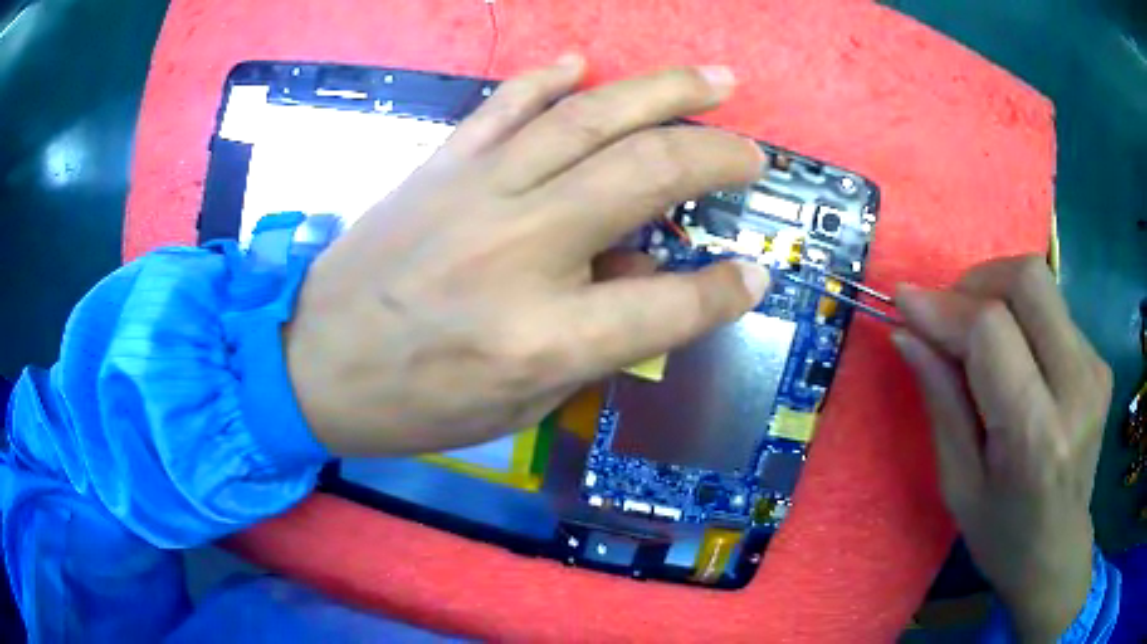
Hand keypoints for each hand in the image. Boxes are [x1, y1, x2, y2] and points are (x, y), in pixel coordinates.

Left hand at [284, 56, 771, 455]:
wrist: (312, 361)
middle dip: (717, 158)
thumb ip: (595, 343)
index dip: (727, 291)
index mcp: (545, 336)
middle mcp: (522, 250)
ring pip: (592, 117)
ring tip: (714, 80)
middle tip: (753, 152)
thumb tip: (642, 270)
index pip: (671, 302)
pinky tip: (584, 63)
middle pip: (648, 176)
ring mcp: (478, 192)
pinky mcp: (441, 164)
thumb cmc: (414, 404)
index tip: (756, 275)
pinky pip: (507, 103)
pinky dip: (551, 78)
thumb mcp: (520, 405)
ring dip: (664, 91)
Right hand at [893, 256, 1110, 641]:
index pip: (991, 332)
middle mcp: (1076, 388)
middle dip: (976, 281)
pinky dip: (1021, 314)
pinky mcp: (1099, 360)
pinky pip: (1054, 309)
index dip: (944, 307)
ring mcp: (1095, 368)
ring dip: (997, 292)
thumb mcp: (958, 484)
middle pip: (1027, 280)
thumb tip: (906, 333)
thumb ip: (941, 401)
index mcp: (1035, 435)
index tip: (904, 301)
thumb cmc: (1001, 533)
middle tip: (948, 315)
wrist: (1057, 550)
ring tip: (975, 333)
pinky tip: (1012, 353)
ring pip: (1041, 284)